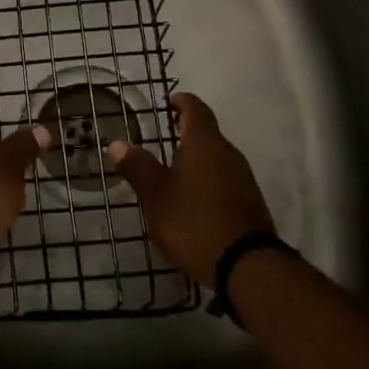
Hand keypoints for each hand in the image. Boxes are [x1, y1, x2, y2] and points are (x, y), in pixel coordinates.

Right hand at [106, 93, 273, 284]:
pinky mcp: (251, 202)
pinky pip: (226, 179)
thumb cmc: (194, 222)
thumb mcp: (156, 196)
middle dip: (187, 132)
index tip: (168, 102)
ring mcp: (244, 178)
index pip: (195, 108)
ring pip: (218, 157)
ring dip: (199, 158)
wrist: (247, 267)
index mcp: (204, 143)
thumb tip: (117, 143)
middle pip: (208, 132)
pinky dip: (209, 179)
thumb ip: (138, 167)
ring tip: (176, 171)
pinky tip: (195, 199)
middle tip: (165, 138)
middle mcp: (228, 153)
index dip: (181, 102)